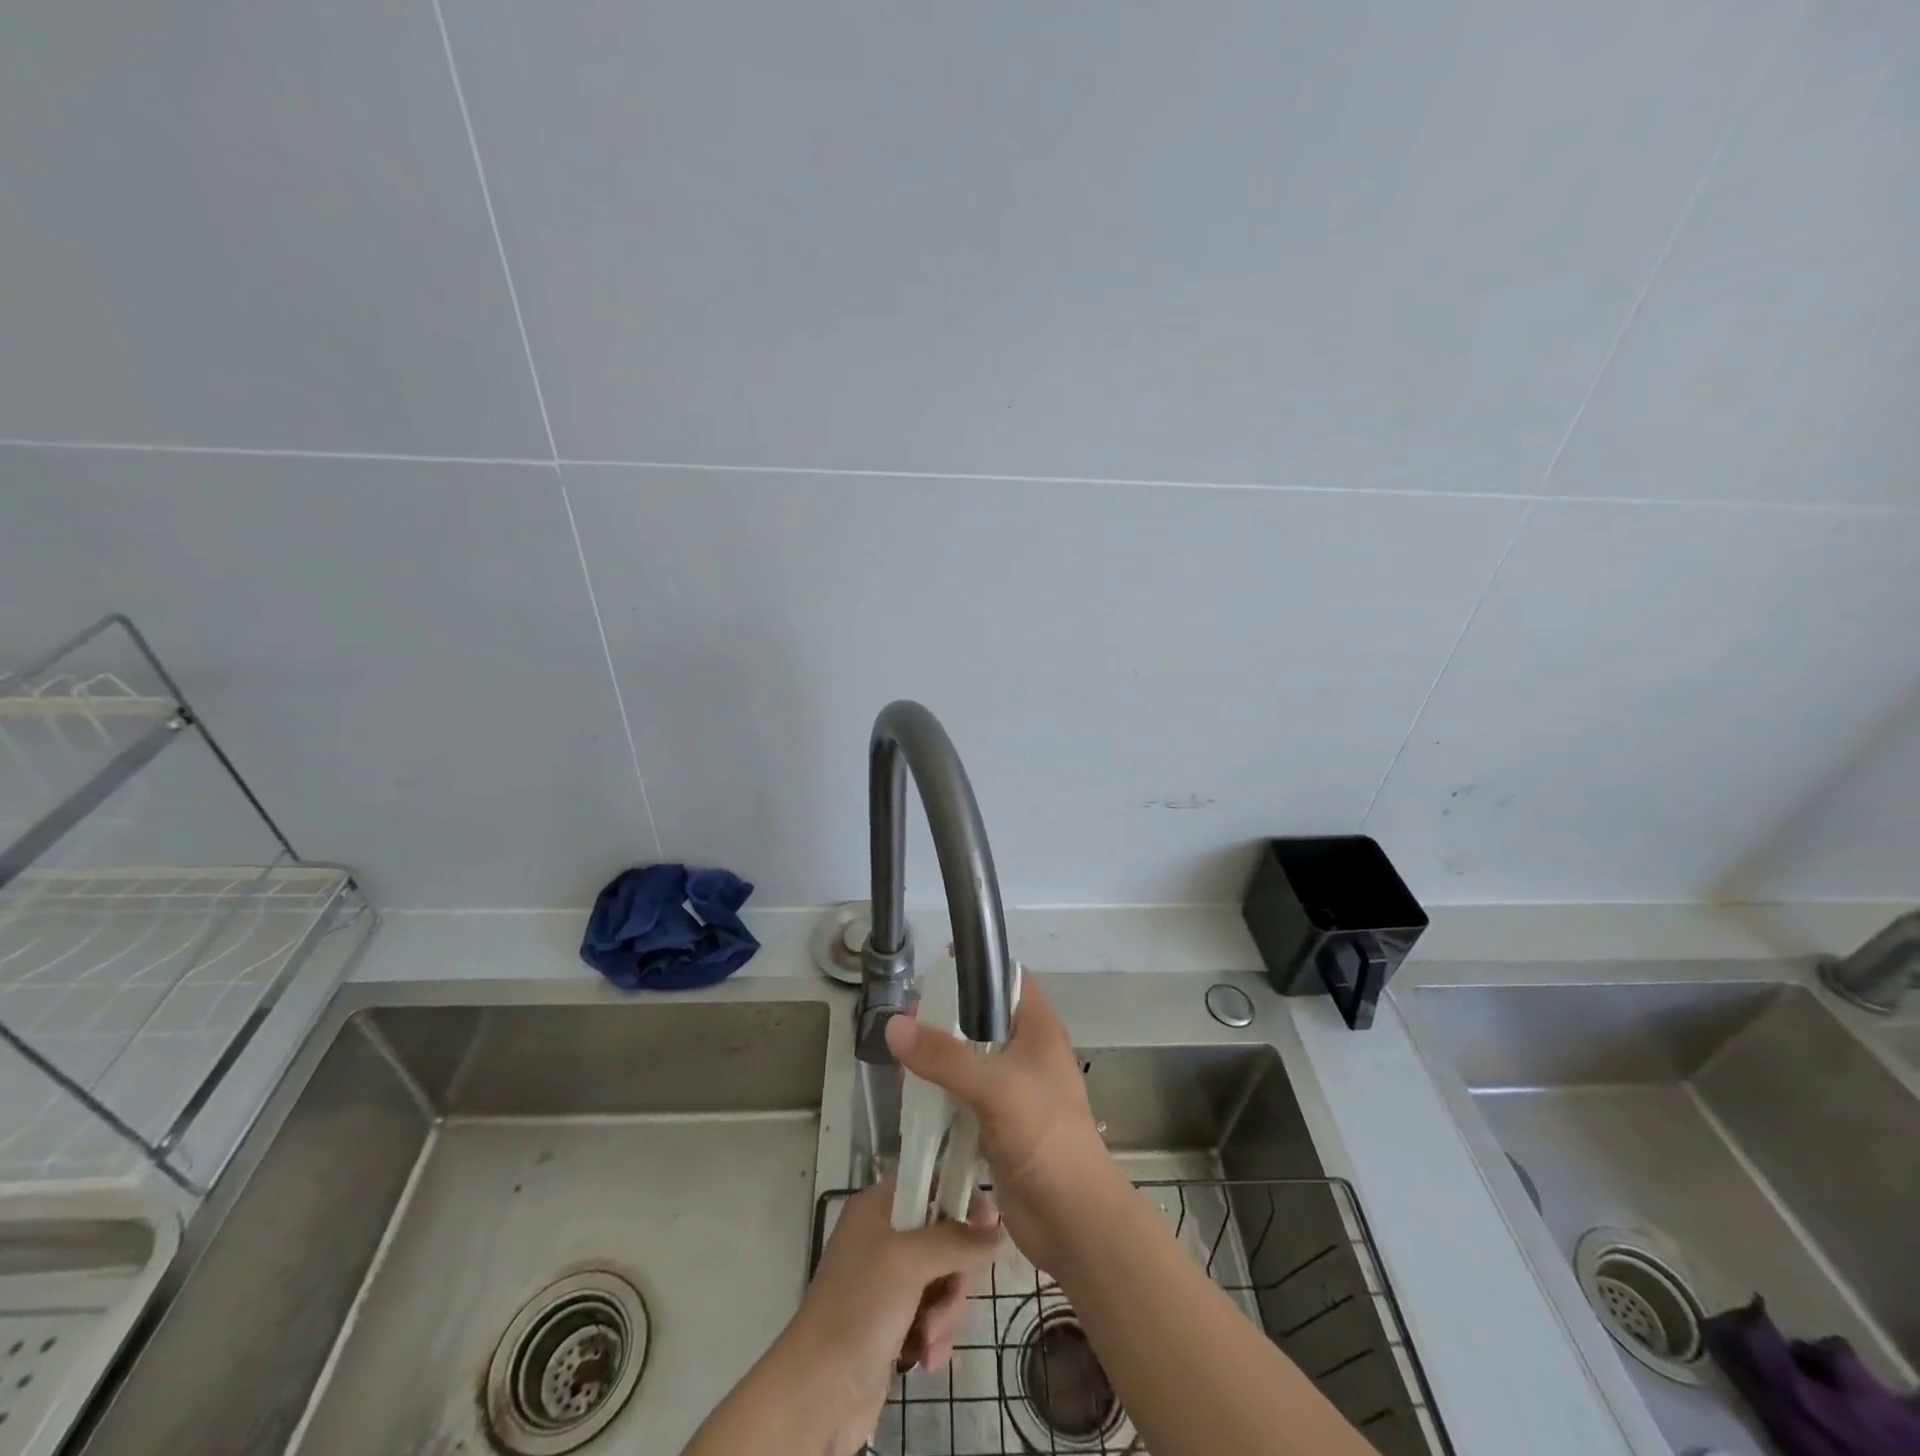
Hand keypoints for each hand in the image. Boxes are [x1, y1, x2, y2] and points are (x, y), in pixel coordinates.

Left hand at [783, 1177, 1000, 1452]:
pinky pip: (933, 1315)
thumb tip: (999, 1231)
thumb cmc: (859, 1307)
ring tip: (929, 1336)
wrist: (816, 1394)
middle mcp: (883, 1237)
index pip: (930, 1181)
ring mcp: (888, 1282)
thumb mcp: (910, 1261)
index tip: (988, 1221)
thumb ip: (958, 1240)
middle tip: (952, 1292)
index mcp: (878, 1207)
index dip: (960, 1197)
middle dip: (955, 1272)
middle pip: (944, 1235)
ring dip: (946, 1311)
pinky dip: (935, 1335)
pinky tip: (924, 1358)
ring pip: (943, 1279)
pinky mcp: (894, 1322)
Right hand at [884, 983, 1117, 1272]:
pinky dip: (941, 1093)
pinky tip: (913, 1097)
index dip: (977, 969)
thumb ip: (943, 1056)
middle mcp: (1026, 1054)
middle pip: (983, 1019)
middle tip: (908, 1019)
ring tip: (902, 1057)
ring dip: (940, 1059)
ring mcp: (1013, 1091)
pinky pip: (964, 1096)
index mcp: (1038, 1031)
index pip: (1009, 980)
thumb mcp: (994, 1087)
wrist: (1072, 1219)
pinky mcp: (999, 1124)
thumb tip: (893, 1024)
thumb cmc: (1044, 1136)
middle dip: (947, 1018)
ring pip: (970, 1059)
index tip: (937, 969)